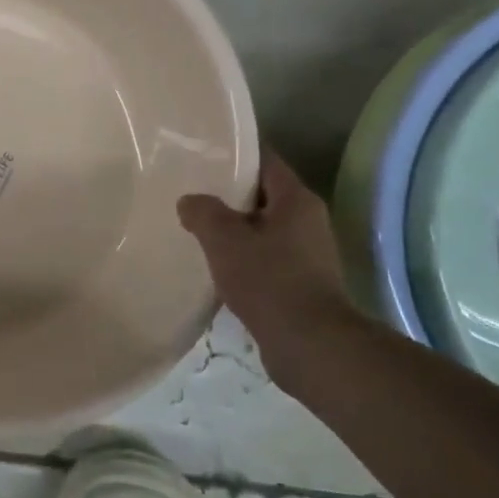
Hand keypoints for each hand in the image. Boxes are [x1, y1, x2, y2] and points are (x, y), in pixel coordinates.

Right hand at [178, 153, 353, 348]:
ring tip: (196, 229)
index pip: (267, 162)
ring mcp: (307, 255)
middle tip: (191, 191)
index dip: (237, 154)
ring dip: (234, 229)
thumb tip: (190, 201)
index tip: (203, 154)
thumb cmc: (268, 280)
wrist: (308, 343)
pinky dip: (242, 257)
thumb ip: (203, 213)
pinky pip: (265, 258)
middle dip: (229, 194)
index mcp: (297, 201)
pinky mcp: (299, 283)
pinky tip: (215, 265)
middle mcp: (308, 222)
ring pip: (262, 229)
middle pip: (263, 196)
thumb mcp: (224, 239)